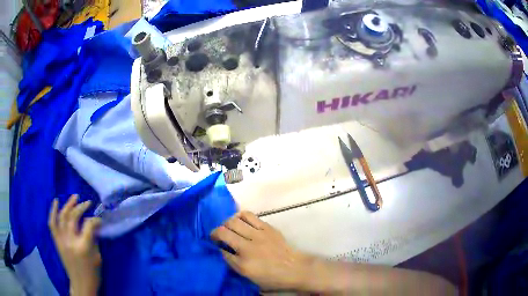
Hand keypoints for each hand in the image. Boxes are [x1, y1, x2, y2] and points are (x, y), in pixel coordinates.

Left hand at [48, 195, 101, 295]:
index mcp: (83, 247)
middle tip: (87, 202)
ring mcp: (61, 240)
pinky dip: (53, 211)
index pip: (88, 225)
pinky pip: (52, 223)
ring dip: (68, 204)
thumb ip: (93, 239)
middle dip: (81, 207)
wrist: (81, 284)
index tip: (99, 219)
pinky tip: (56, 201)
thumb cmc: (93, 273)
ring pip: (62, 216)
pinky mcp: (57, 241)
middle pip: (73, 217)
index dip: (95, 219)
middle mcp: (70, 241)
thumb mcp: (97, 257)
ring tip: (74, 197)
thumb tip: (93, 225)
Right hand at [210, 211, 309, 290]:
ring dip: (226, 223)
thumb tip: (223, 250)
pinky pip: (248, 215)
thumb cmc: (272, 277)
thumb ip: (234, 264)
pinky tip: (239, 221)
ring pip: (233, 221)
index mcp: (243, 264)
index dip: (217, 247)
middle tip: (218, 236)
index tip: (217, 246)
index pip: (221, 251)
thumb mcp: (249, 277)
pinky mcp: (267, 227)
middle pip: (224, 232)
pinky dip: (239, 217)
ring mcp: (258, 235)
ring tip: (228, 227)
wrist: (295, 268)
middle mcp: (248, 247)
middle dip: (216, 233)